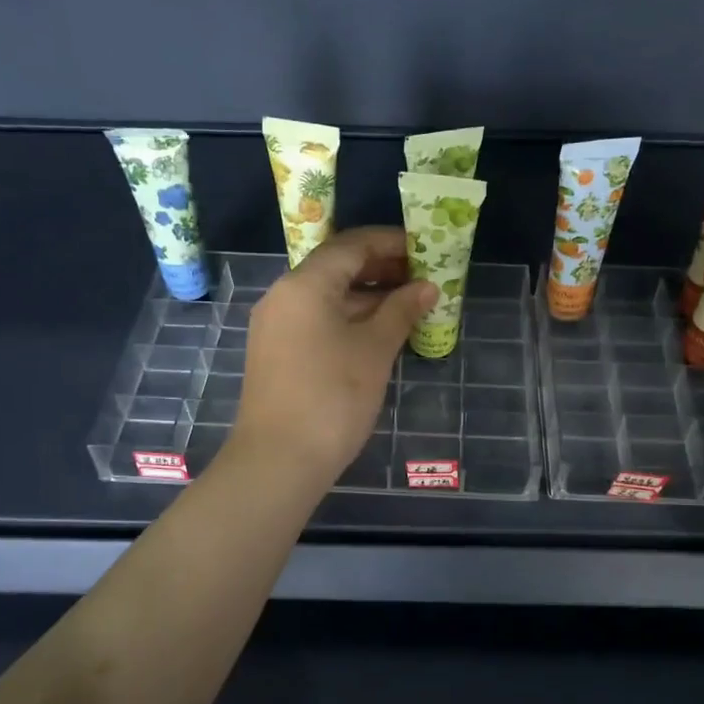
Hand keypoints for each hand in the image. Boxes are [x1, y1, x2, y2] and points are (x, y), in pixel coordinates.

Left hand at [232, 227, 436, 487]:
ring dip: (367, 297)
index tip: (425, 249)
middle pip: (336, 268)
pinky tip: (378, 333)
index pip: (351, 245)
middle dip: (381, 269)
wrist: (278, 460)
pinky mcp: (276, 353)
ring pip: (327, 297)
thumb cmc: (332, 398)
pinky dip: (348, 319)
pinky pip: (316, 320)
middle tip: (422, 279)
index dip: (391, 243)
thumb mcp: (374, 350)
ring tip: (409, 306)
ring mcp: (275, 326)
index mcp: (305, 284)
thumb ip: (401, 311)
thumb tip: (427, 288)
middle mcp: (283, 295)